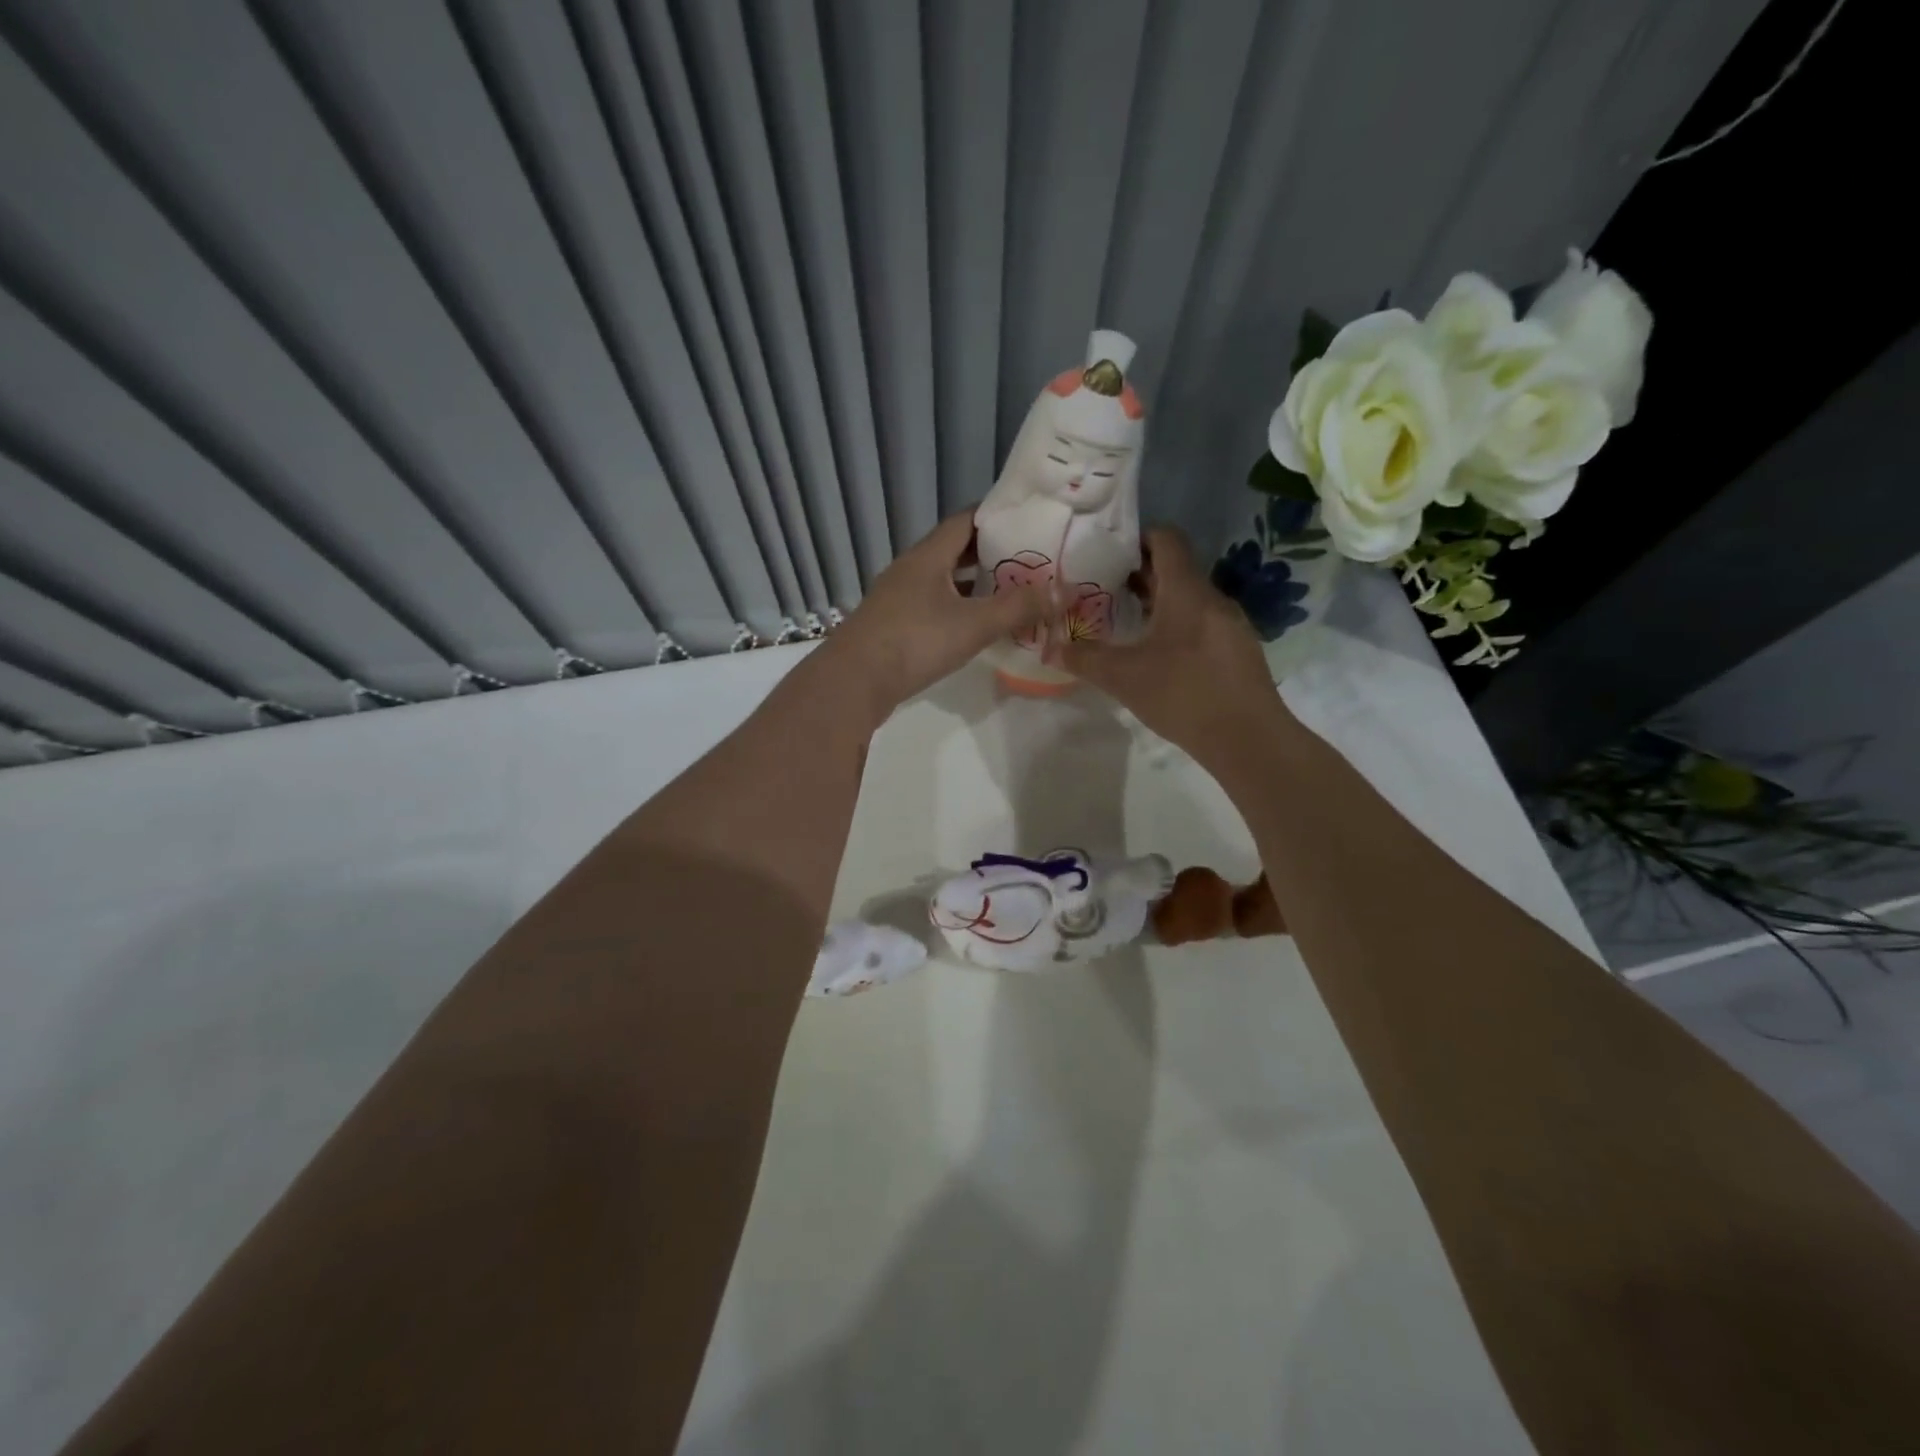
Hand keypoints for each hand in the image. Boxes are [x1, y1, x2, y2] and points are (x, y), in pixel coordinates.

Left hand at [814, 511, 1051, 722]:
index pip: (965, 520)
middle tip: (1029, 558)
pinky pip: (933, 606)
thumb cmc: (914, 642)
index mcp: (927, 556)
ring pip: (943, 581)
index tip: (1029, 518)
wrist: (853, 682)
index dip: (996, 515)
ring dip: (973, 584)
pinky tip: (975, 626)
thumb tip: (1064, 591)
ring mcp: (898, 599)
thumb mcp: (974, 624)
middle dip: (990, 552)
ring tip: (1010, 591)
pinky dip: (958, 609)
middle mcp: (910, 570)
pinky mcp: (893, 626)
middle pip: (954, 550)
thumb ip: (1019, 607)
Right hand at [1053, 527, 1287, 765]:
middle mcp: (1212, 598)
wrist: (1248, 738)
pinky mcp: (1238, 650)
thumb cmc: (1183, 694)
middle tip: (1104, 588)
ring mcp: (1230, 624)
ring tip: (1126, 621)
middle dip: (1140, 574)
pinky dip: (1177, 624)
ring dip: (1159, 601)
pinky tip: (1158, 654)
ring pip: (1189, 598)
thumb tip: (1050, 648)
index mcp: (1186, 591)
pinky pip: (1202, 622)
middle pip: (1176, 569)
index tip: (1107, 554)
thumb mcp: (1123, 677)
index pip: (1166, 539)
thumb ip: (1084, 659)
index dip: (1137, 538)